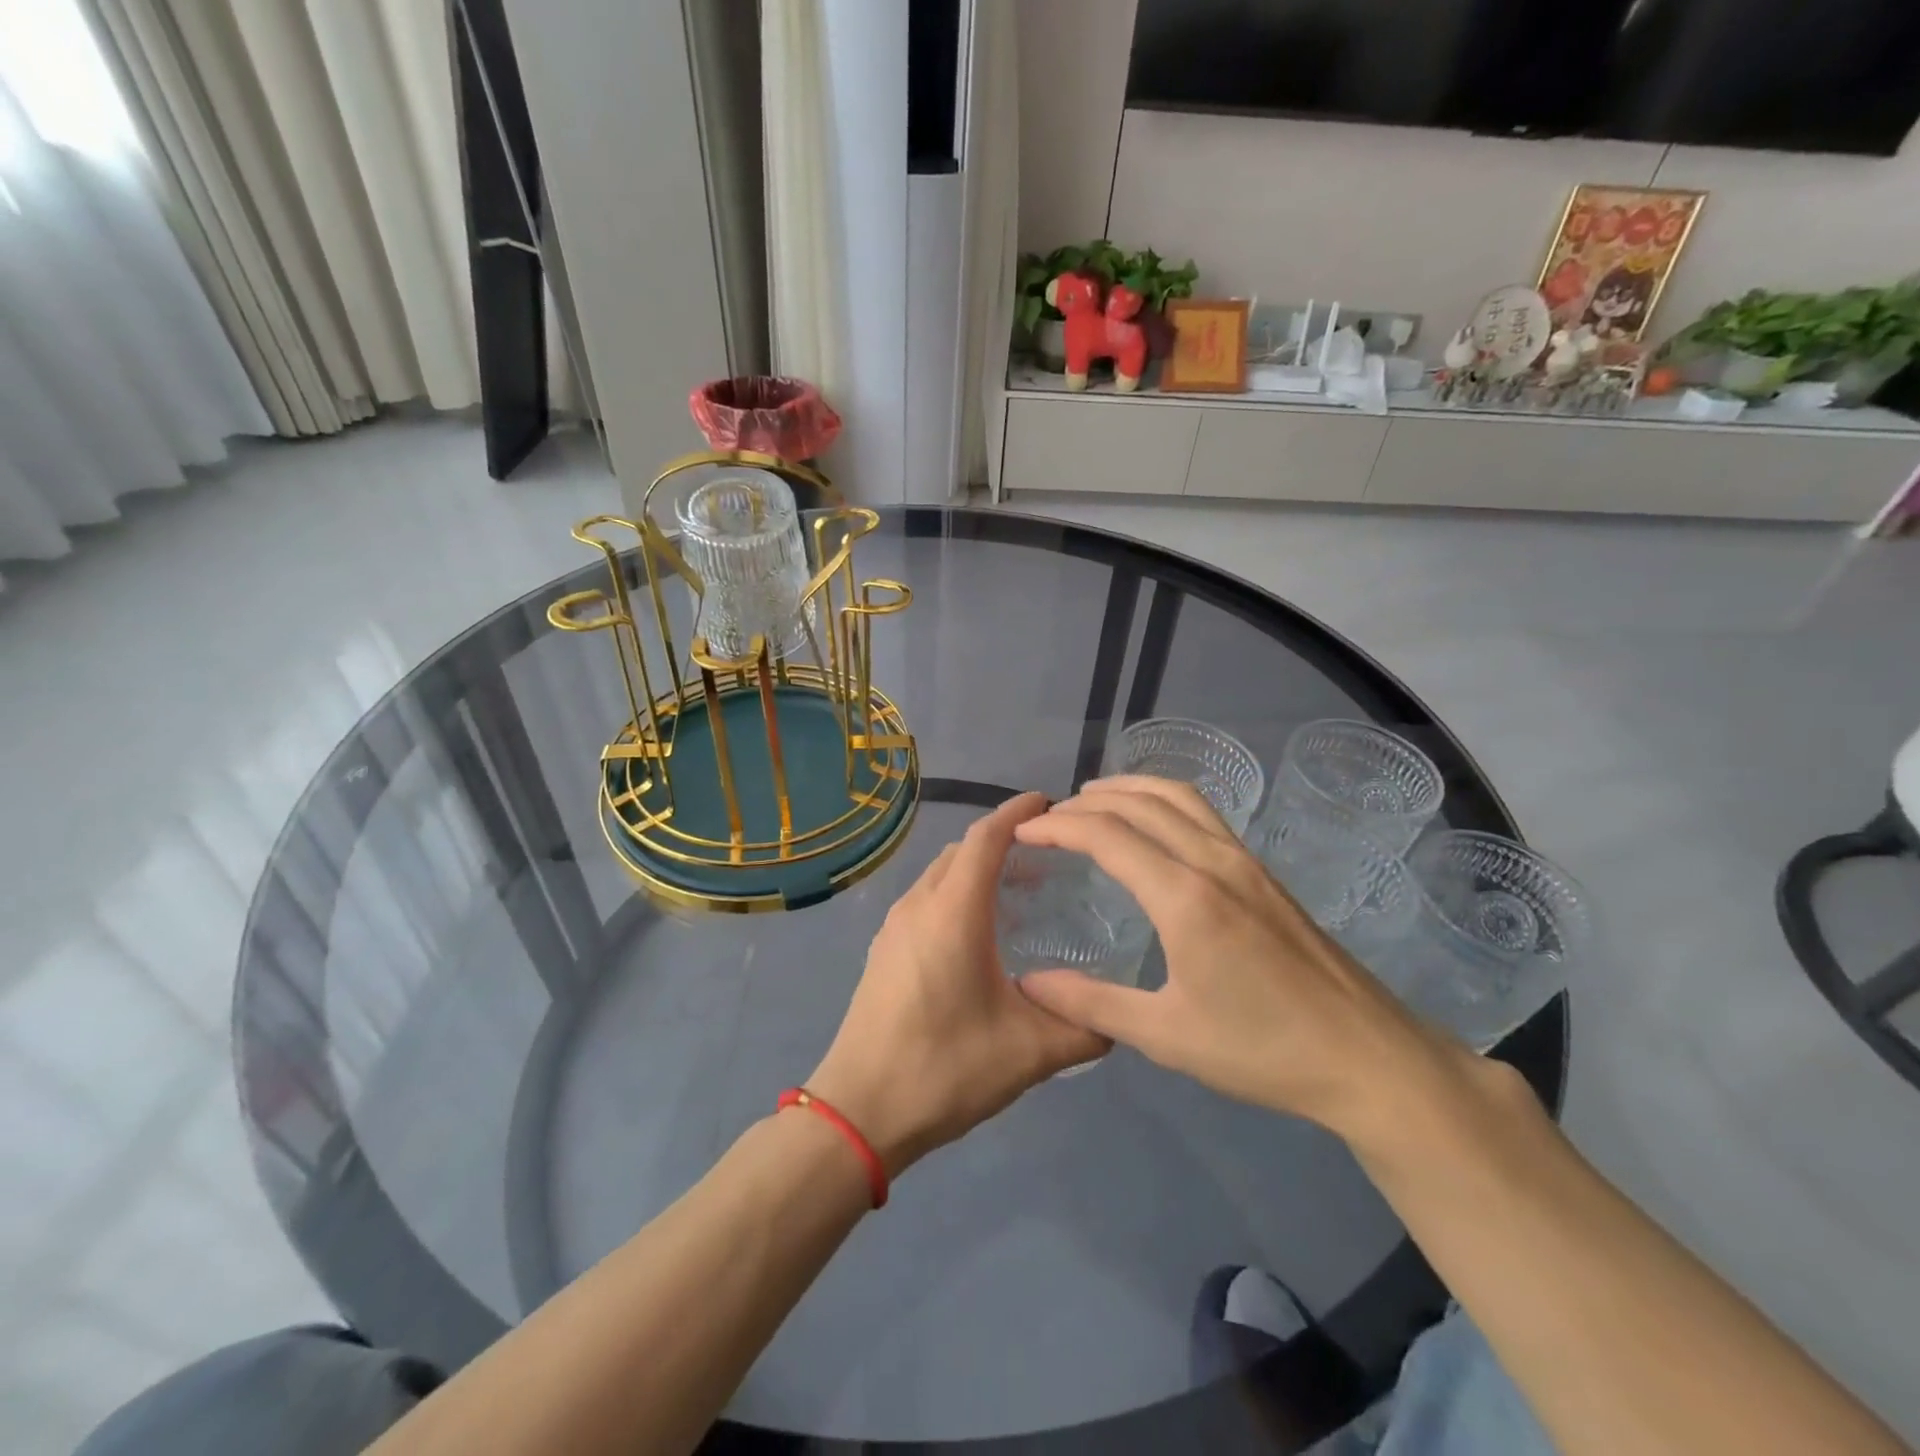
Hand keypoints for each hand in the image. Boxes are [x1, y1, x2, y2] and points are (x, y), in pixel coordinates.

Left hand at [807, 793, 1110, 1177]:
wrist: (859, 1110)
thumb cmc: (944, 1069)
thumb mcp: (1029, 1053)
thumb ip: (1083, 1028)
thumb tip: (1119, 1018)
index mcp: (953, 912)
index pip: (986, 837)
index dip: (1017, 812)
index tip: (1049, 803)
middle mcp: (919, 905)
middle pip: (961, 850)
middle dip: (1002, 841)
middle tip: (1048, 856)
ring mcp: (894, 926)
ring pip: (940, 874)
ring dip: (976, 869)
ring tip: (1020, 891)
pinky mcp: (883, 948)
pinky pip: (926, 899)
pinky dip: (956, 894)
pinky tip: (980, 932)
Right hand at [1013, 777, 1469, 1142]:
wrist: (1369, 1057)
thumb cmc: (1263, 1050)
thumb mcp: (1167, 1035)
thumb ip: (1092, 1004)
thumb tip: (1030, 983)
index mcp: (1184, 897)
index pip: (1107, 835)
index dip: (1058, 827)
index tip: (1022, 832)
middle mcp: (1213, 861)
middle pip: (1139, 804)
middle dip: (1086, 803)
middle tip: (1048, 818)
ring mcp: (1243, 861)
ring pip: (1177, 796)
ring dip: (1128, 788)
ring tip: (1091, 799)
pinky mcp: (1262, 871)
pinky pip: (1202, 812)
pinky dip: (1161, 799)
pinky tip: (1152, 823)